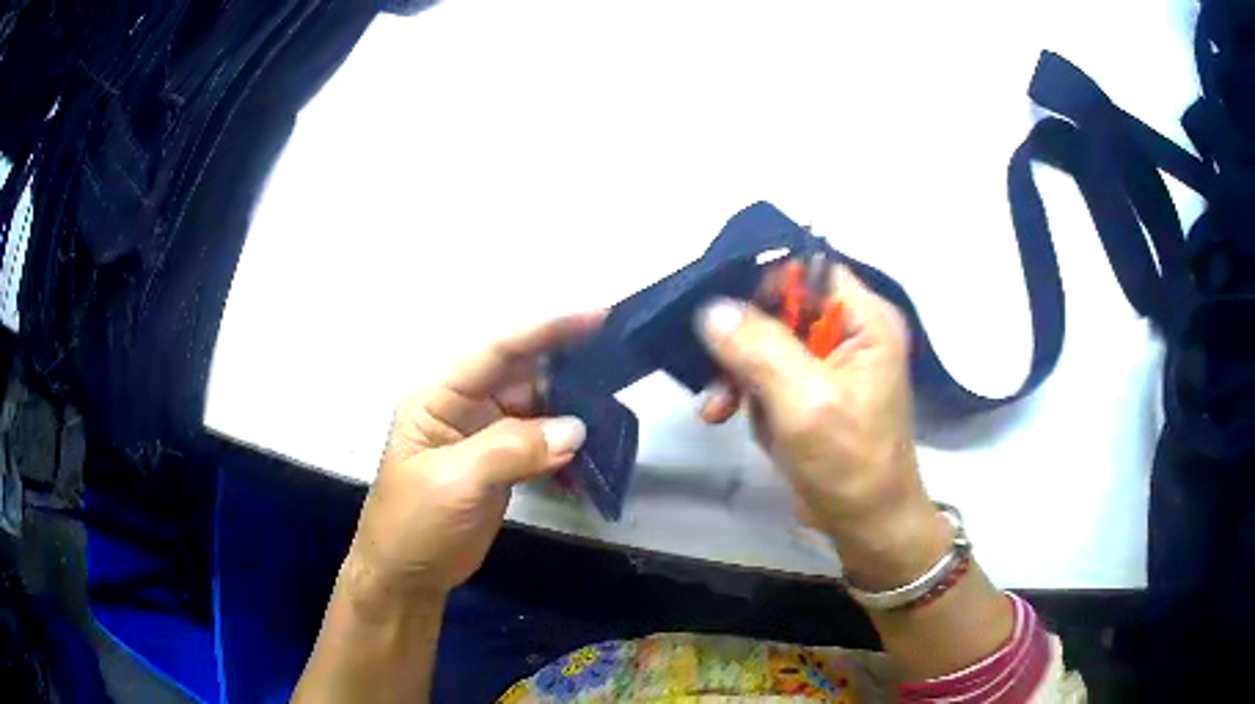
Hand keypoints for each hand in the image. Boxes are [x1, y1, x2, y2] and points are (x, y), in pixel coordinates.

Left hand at [343, 312, 604, 606]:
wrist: (408, 577)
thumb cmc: (415, 524)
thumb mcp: (455, 481)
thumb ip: (511, 449)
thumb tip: (575, 429)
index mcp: (440, 396)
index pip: (496, 351)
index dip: (545, 331)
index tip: (596, 318)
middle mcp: (464, 407)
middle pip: (522, 376)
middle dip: (568, 371)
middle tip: (618, 369)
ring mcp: (485, 437)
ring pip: (538, 410)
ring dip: (572, 413)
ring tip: (615, 413)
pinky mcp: (502, 465)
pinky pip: (541, 444)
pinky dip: (567, 450)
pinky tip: (592, 459)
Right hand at [695, 266, 947, 587]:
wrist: (865, 526)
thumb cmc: (850, 464)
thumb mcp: (806, 403)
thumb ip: (760, 350)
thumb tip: (712, 308)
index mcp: (865, 320)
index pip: (808, 270)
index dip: (762, 281)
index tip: (716, 306)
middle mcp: (849, 331)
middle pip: (780, 305)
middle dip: (741, 338)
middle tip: (710, 369)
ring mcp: (827, 364)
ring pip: (764, 341)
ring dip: (736, 372)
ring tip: (718, 406)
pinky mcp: (808, 392)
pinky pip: (765, 374)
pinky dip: (743, 393)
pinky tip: (727, 416)